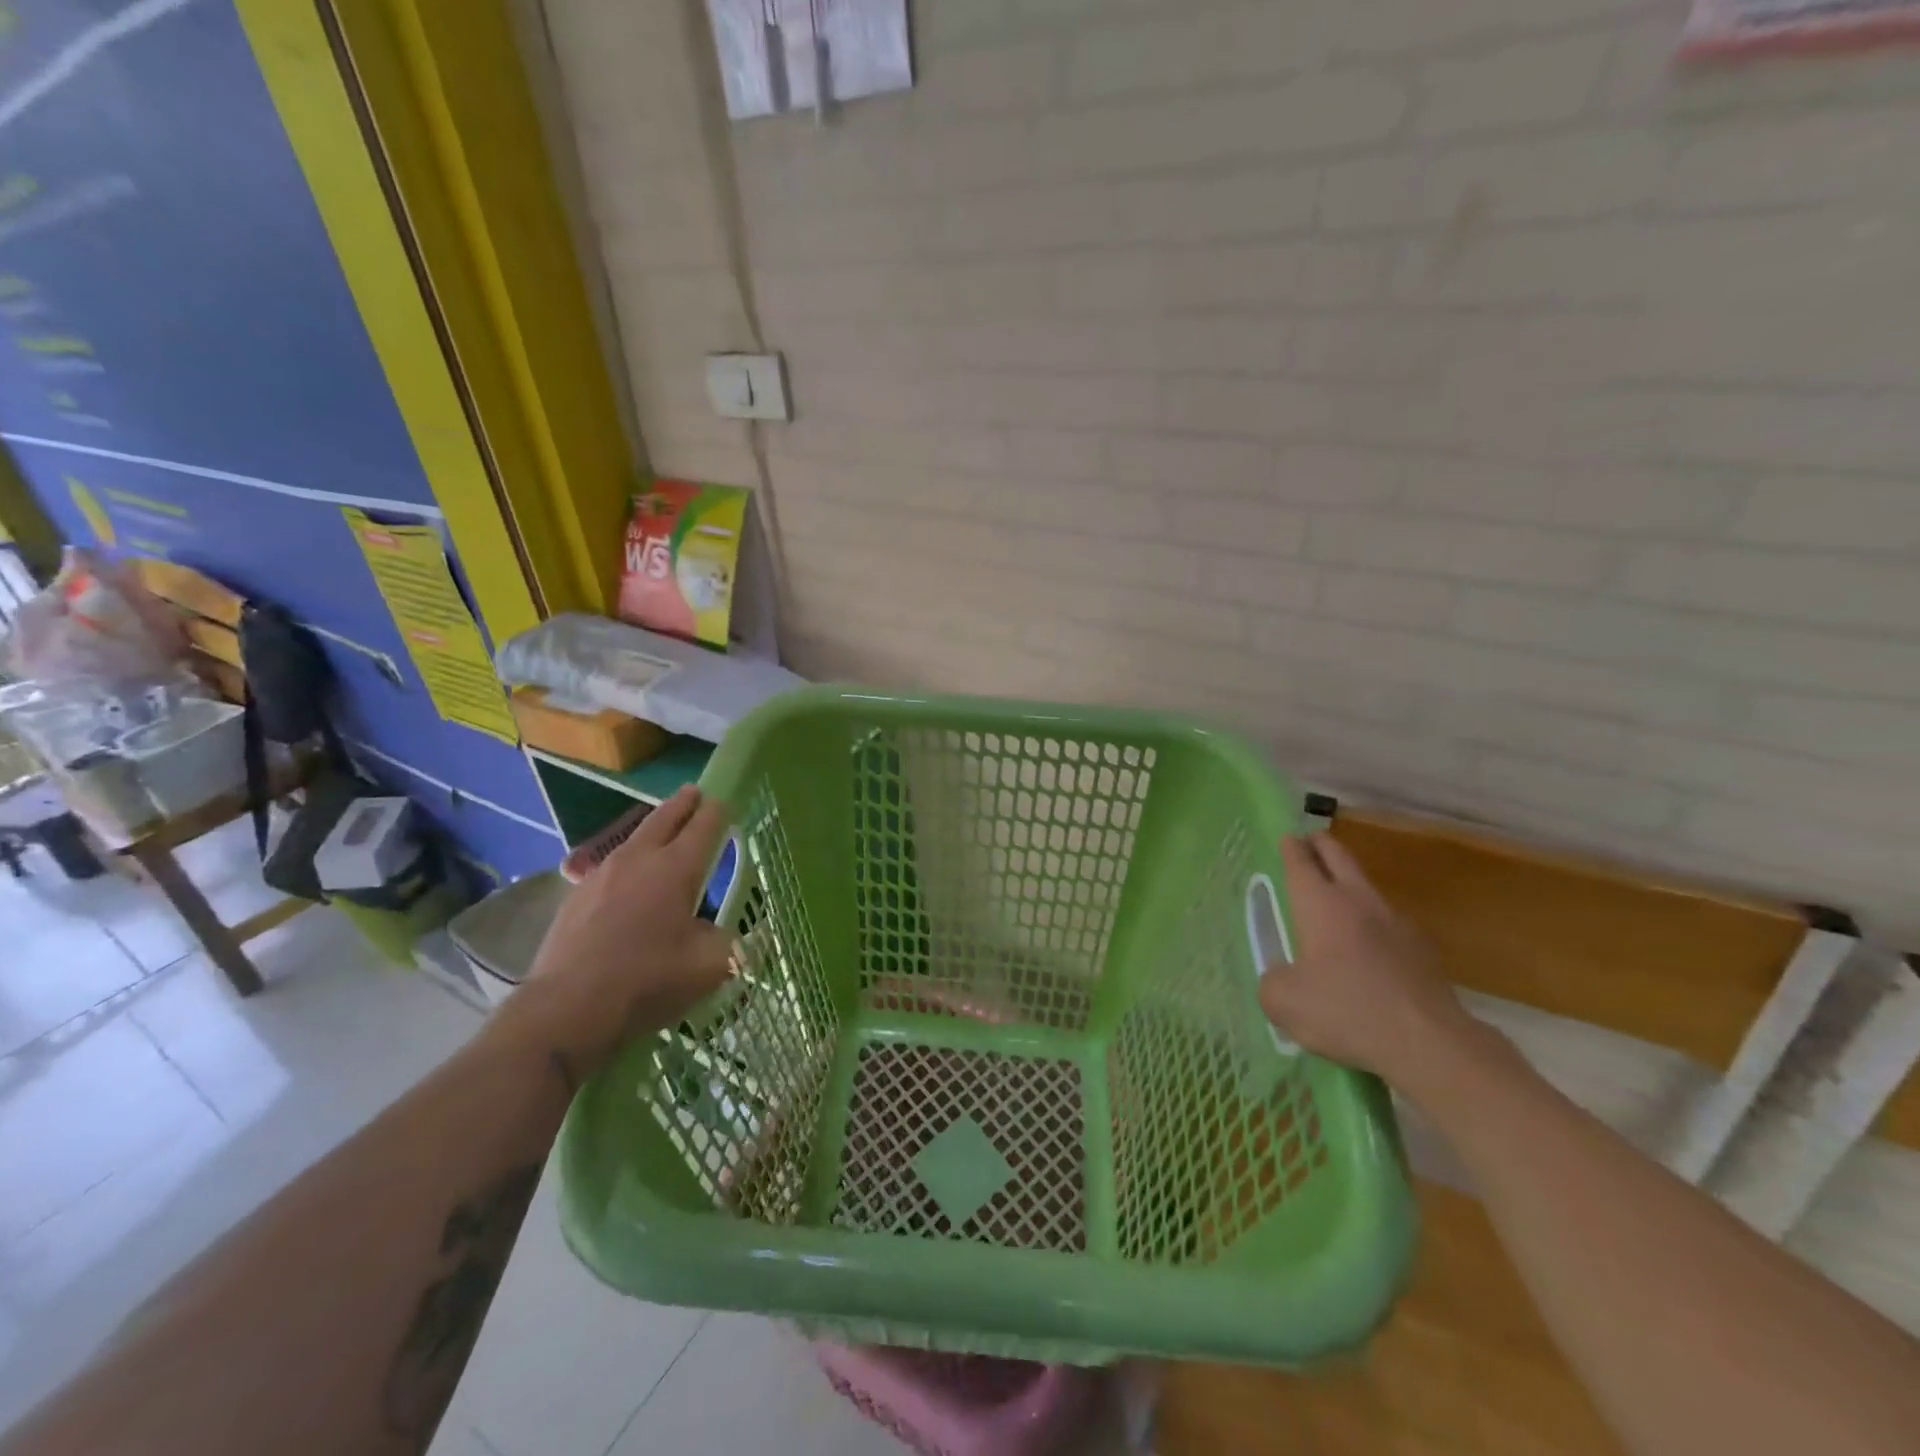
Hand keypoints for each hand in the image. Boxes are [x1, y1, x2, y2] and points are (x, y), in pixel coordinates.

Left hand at [499, 787, 736, 1079]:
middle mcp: (639, 860)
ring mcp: (601, 876)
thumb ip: (727, 943)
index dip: (716, 812)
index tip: (724, 802)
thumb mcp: (710, 967)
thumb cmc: (648, 980)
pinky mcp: (575, 898)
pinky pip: (609, 868)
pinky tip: (626, 882)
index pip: (702, 827)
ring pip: (633, 840)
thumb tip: (722, 934)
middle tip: (693, 793)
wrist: (568, 1008)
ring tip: (662, 833)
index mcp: (675, 868)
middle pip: (663, 820)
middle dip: (682, 804)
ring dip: (652, 831)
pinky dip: (627, 864)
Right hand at [1258, 832, 1482, 1097]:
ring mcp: (1397, 924)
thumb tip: (1281, 977)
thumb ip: (1272, 982)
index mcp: (1320, 905)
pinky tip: (1370, 944)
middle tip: (1311, 840)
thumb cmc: (1346, 1011)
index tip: (1288, 837)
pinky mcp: (1423, 951)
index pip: (1301, 863)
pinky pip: (1390, 924)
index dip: (1292, 848)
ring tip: (1337, 893)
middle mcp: (1359, 903)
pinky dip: (1374, 923)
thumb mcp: (1283, 1002)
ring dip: (1350, 882)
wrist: (1429, 1044)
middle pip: (1340, 858)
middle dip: (1323, 846)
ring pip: (1368, 889)